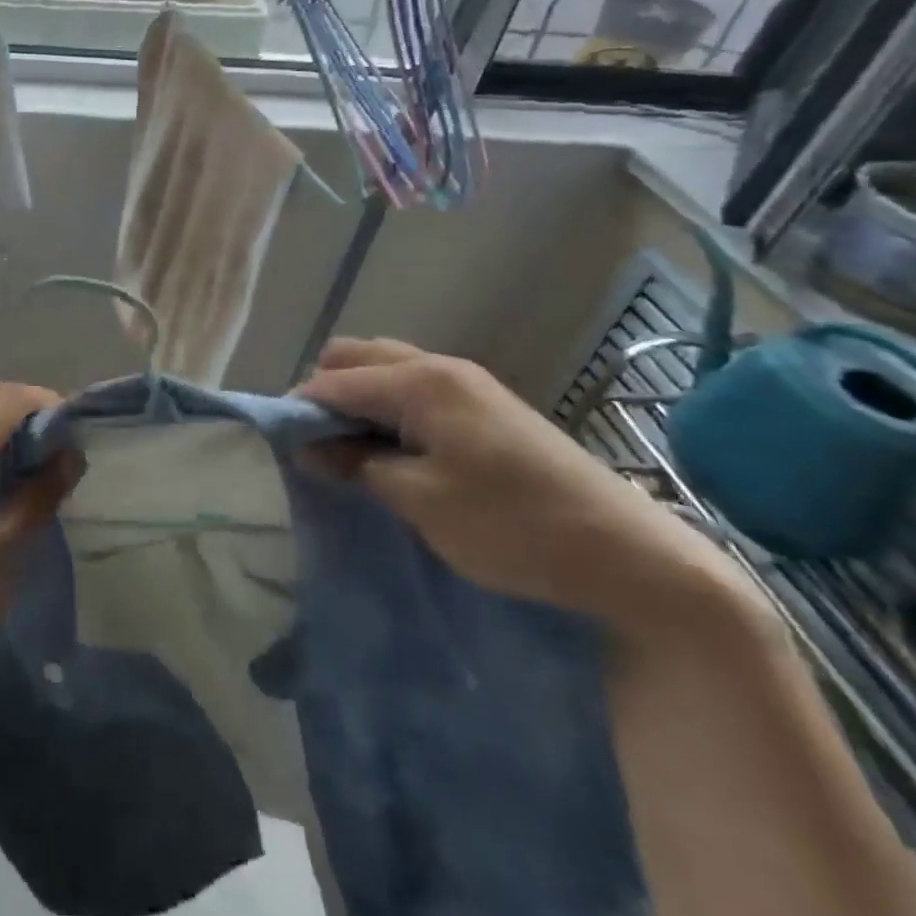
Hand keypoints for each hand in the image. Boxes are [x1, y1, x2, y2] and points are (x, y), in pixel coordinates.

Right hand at [297, 338, 756, 637]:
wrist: (632, 559)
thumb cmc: (513, 526)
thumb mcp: (419, 499)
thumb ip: (356, 463)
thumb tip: (309, 446)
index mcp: (421, 381)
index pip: (333, 380)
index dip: (299, 411)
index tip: (283, 450)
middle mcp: (440, 366)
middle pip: (355, 357)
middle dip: (325, 394)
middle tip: (320, 445)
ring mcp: (468, 383)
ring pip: (385, 368)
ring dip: (358, 398)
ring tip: (354, 448)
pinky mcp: (486, 405)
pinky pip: (414, 387)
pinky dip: (388, 407)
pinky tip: (394, 448)